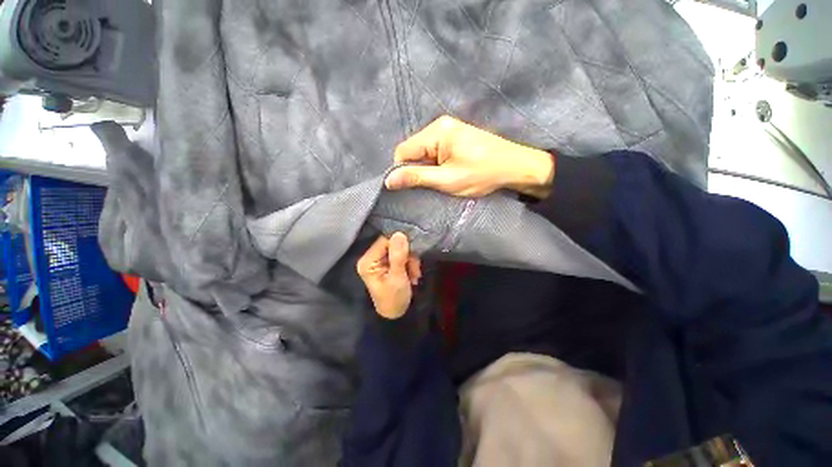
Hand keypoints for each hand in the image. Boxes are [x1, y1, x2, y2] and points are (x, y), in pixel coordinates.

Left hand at [356, 233, 421, 318]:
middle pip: (392, 244)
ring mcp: (380, 261)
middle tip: (415, 270)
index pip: (385, 241)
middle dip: (407, 255)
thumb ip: (398, 256)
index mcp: (368, 261)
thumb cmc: (394, 299)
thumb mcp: (397, 278)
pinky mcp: (388, 264)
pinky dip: (410, 264)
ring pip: (399, 250)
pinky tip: (413, 275)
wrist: (396, 315)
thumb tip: (399, 233)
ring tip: (414, 275)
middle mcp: (371, 258)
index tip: (412, 256)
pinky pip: (401, 256)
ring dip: (411, 261)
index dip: (400, 245)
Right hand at [384, 115, 554, 197]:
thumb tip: (388, 180)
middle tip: (434, 183)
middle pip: (413, 150)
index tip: (415, 186)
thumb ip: (416, 178)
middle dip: (418, 169)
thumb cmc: (481, 174)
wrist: (515, 167)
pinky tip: (448, 171)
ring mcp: (448, 128)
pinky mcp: (454, 135)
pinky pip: (434, 150)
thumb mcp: (447, 180)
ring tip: (443, 178)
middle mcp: (439, 125)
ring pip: (423, 152)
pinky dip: (436, 163)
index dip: (403, 170)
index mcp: (436, 132)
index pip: (403, 151)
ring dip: (428, 168)